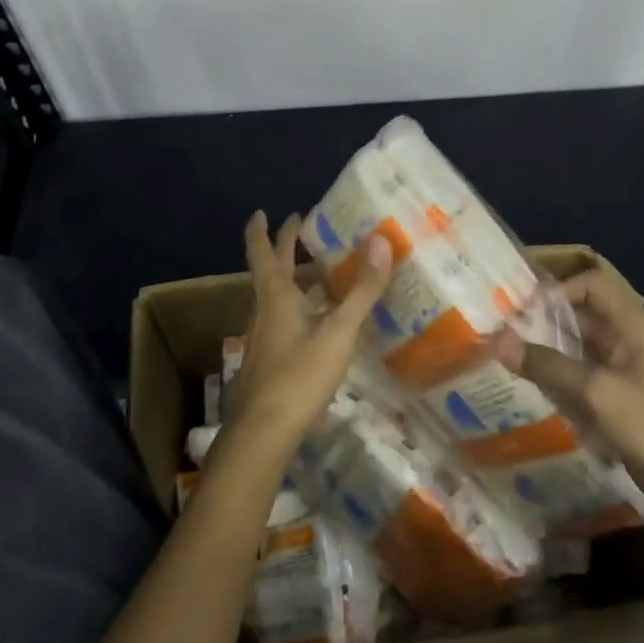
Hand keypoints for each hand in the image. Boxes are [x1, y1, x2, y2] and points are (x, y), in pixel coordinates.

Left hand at [220, 211, 392, 451]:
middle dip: (284, 248)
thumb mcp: (339, 330)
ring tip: (320, 272)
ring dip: (294, 279)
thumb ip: (362, 289)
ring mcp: (264, 337)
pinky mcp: (270, 360)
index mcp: (276, 295)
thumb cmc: (299, 374)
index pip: (263, 252)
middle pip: (271, 271)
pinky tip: (320, 321)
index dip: (261, 230)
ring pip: (277, 298)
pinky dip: (300, 308)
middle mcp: (264, 310)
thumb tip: (382, 241)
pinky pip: (284, 320)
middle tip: (300, 228)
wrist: (264, 431)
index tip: (263, 211)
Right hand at [498, 264, 643, 519]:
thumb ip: (547, 364)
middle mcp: (629, 338)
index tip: (522, 310)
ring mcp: (626, 368)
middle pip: (581, 315)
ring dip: (549, 352)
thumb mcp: (595, 391)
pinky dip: (561, 378)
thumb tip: (498, 340)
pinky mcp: (621, 396)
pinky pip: (584, 375)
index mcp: (632, 324)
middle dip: (544, 322)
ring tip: (509, 360)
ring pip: (579, 347)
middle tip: (503, 333)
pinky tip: (534, 389)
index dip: (557, 290)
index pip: (590, 284)